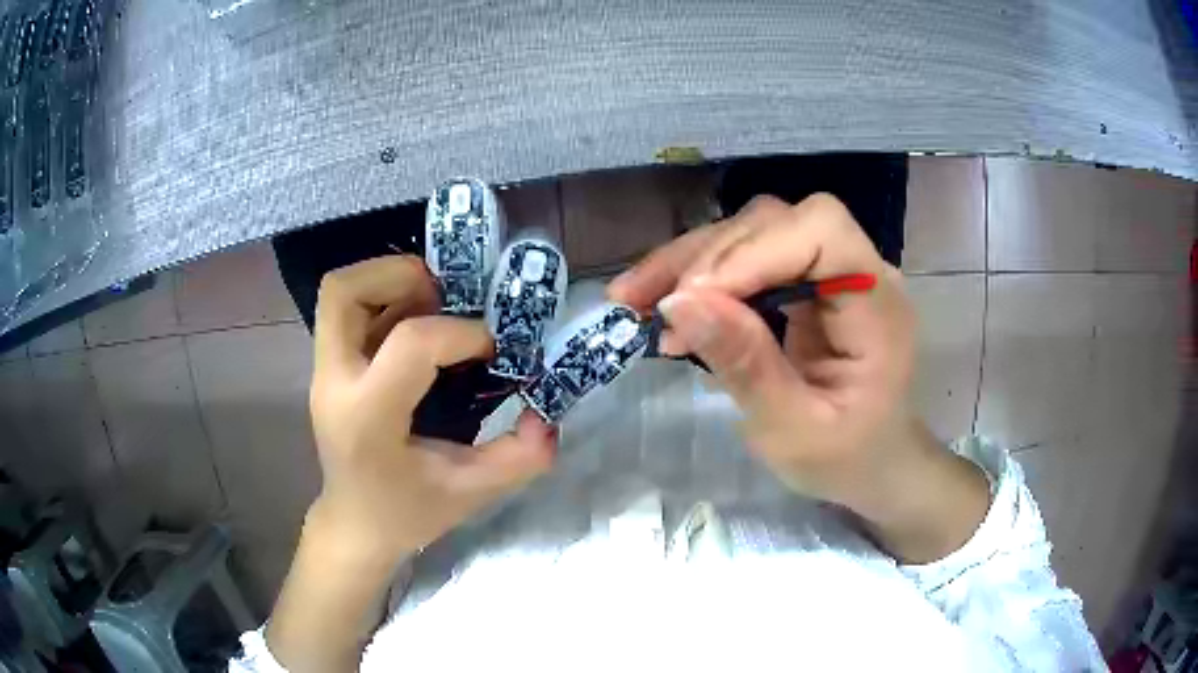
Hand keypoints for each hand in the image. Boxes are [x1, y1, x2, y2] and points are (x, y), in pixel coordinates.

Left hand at [269, 256, 556, 671]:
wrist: (355, 525)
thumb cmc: (407, 512)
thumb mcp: (471, 493)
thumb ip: (518, 457)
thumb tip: (547, 416)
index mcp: (368, 417)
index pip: (410, 343)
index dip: (461, 333)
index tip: (492, 349)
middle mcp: (335, 383)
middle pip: (344, 291)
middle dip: (399, 275)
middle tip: (446, 294)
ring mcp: (324, 371)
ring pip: (340, 292)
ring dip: (389, 281)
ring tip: (434, 302)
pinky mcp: (328, 367)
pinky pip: (349, 310)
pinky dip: (385, 299)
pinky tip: (419, 323)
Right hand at [610, 194, 987, 561]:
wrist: (869, 463)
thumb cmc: (844, 459)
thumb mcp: (792, 431)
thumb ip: (746, 366)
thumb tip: (680, 303)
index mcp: (877, 307)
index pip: (822, 232)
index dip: (755, 250)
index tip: (694, 297)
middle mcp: (858, 271)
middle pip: (778, 223)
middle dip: (707, 257)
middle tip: (646, 304)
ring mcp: (829, 272)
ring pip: (752, 232)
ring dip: (691, 262)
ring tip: (636, 300)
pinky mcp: (804, 282)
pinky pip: (747, 259)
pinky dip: (701, 277)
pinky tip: (665, 305)